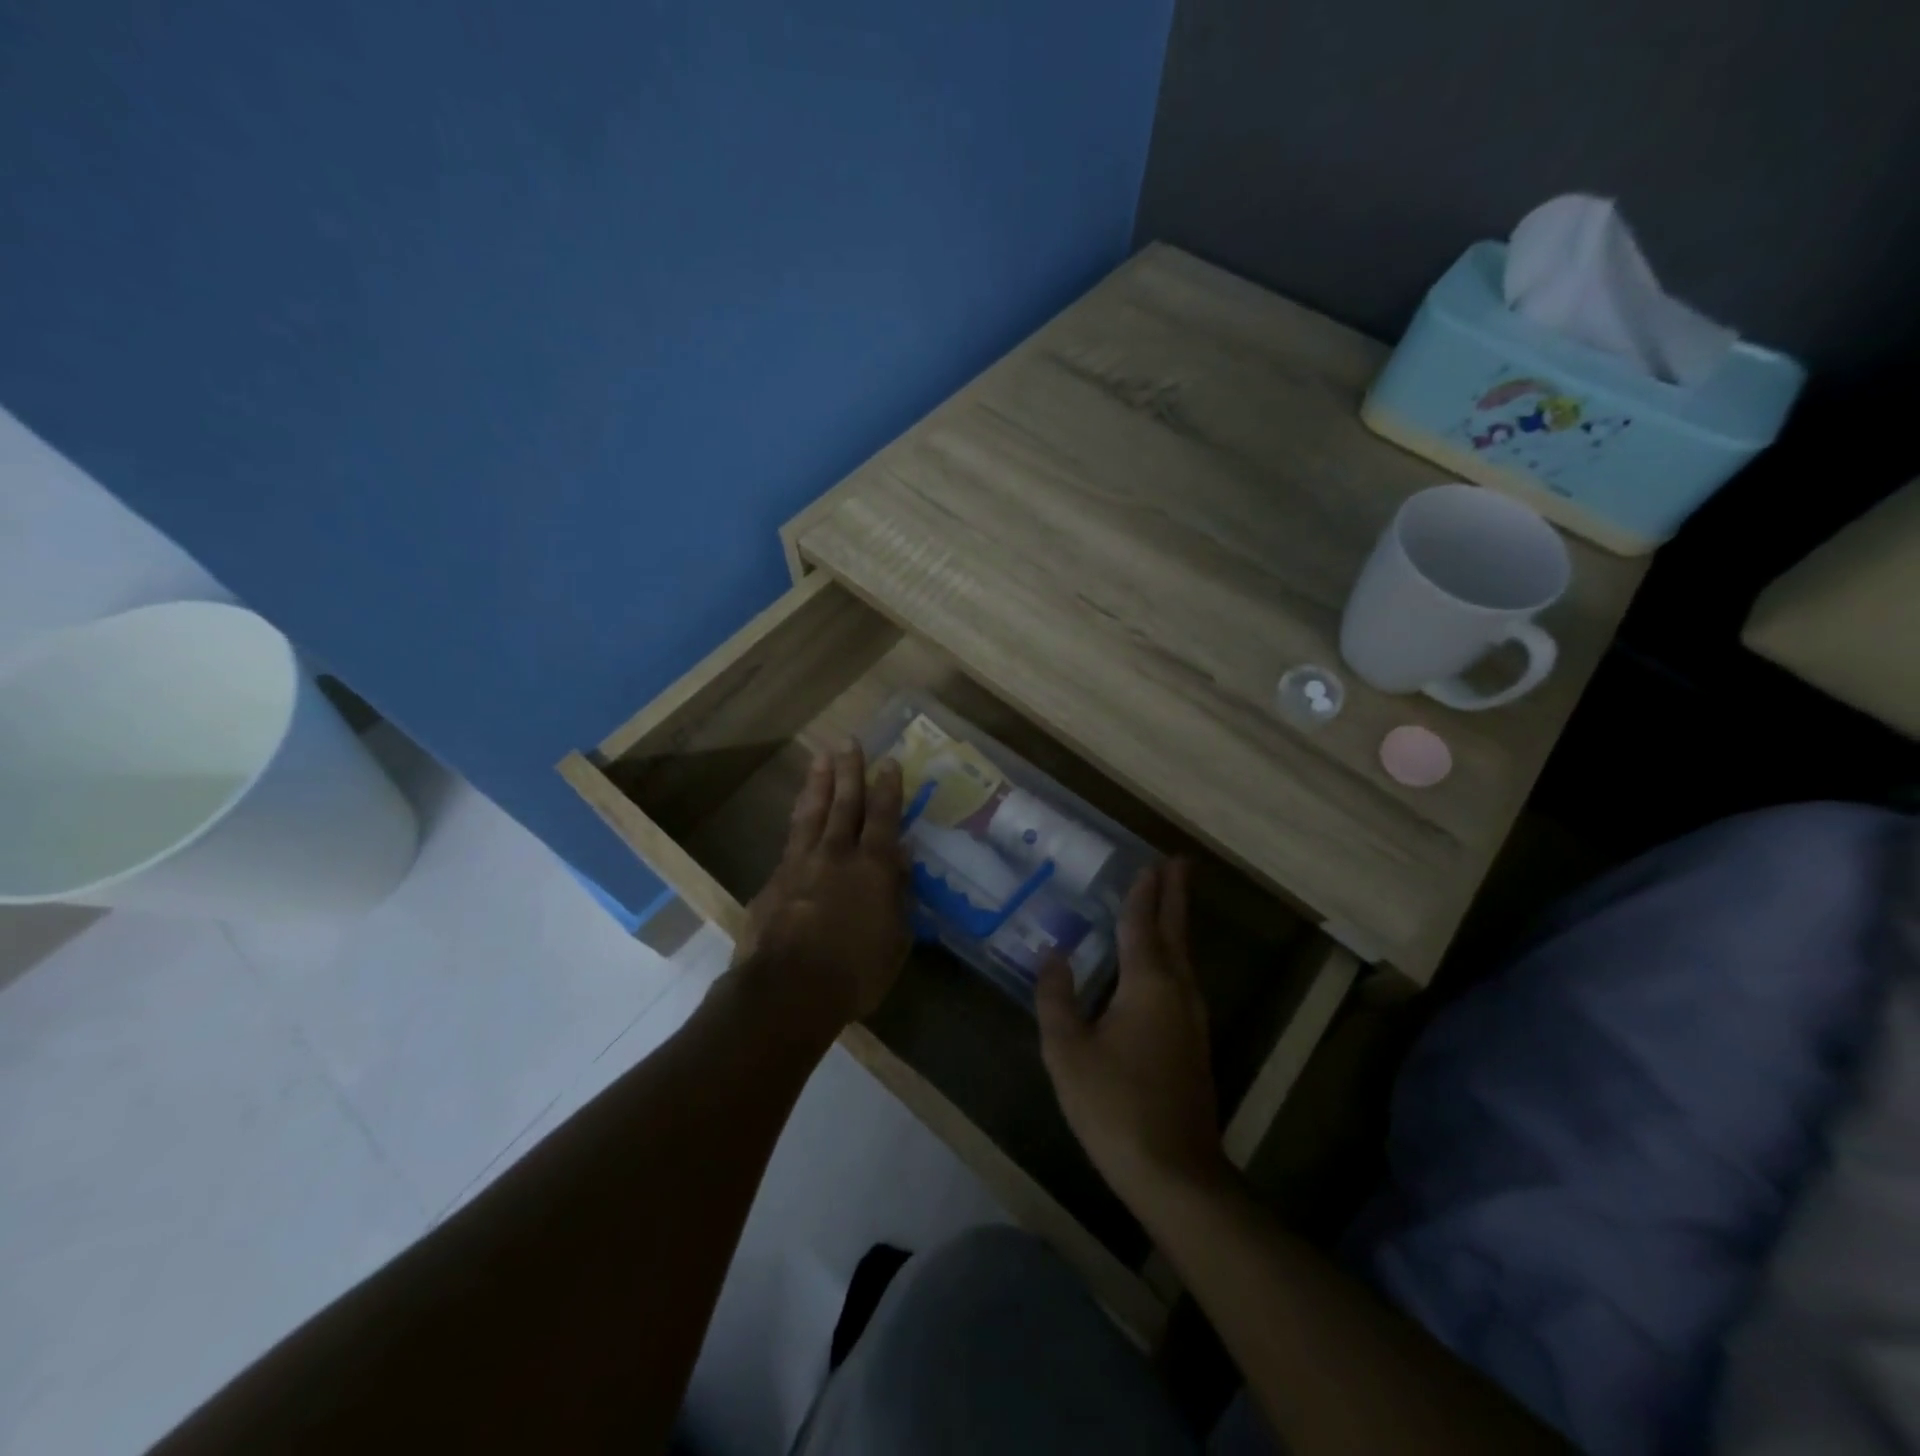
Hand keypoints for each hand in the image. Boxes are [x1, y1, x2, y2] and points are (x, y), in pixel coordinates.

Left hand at [735, 742, 911, 1031]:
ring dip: (819, 783)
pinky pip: (790, 841)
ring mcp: (800, 865)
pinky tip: (798, 814)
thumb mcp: (895, 941)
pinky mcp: (773, 881)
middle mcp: (836, 856)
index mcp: (872, 868)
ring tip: (820, 758)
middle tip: (848, 742)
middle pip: (844, 804)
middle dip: (849, 771)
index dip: (887, 788)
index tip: (889, 761)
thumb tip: (900, 860)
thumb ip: (897, 896)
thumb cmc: (854, 973)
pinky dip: (798, 821)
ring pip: (812, 813)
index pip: (883, 818)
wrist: (787, 990)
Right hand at [1037, 860, 1226, 1210]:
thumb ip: (1057, 998)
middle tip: (1179, 863)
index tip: (1152, 862)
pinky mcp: (1194, 1043)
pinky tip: (1163, 964)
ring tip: (1169, 901)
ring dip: (1176, 924)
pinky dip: (1174, 955)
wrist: (1174, 1171)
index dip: (1143, 893)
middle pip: (1175, 932)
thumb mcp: (1067, 1051)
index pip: (1143, 925)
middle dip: (1175, 896)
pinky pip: (1183, 980)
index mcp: (1147, 984)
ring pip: (1184, 957)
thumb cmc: (1114, 1105)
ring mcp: (1192, 1019)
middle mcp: (1177, 991)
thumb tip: (1054, 956)